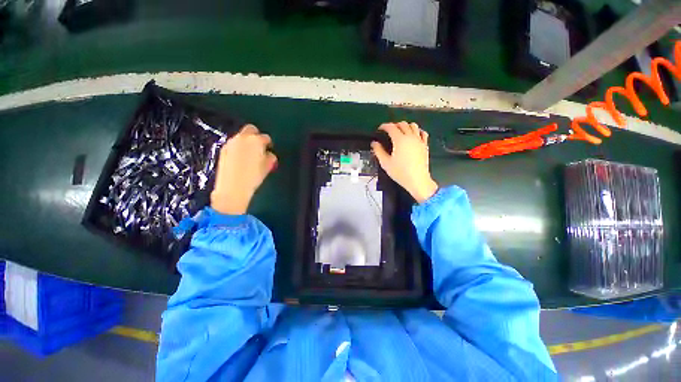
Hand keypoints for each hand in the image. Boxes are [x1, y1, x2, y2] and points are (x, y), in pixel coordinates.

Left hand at [211, 124, 277, 214]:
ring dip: (246, 141)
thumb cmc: (253, 177)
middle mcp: (242, 138)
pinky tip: (240, 158)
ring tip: (249, 154)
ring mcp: (231, 143)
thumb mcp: (267, 167)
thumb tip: (268, 154)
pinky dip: (238, 147)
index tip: (269, 148)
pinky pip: (234, 144)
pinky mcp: (223, 149)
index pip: (265, 137)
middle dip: (256, 135)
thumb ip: (270, 157)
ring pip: (241, 136)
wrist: (232, 188)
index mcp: (256, 141)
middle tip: (259, 147)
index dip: (268, 143)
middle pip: (250, 129)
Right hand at [371, 122, 437, 203]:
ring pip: (413, 126)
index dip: (384, 126)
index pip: (391, 127)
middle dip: (394, 125)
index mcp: (399, 140)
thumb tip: (374, 143)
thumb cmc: (400, 172)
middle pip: (403, 124)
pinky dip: (417, 131)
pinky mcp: (425, 145)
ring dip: (406, 126)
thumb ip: (378, 151)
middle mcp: (410, 137)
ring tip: (400, 132)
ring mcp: (419, 140)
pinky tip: (414, 135)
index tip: (380, 129)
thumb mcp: (385, 163)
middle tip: (389, 131)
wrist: (417, 180)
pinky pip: (422, 133)